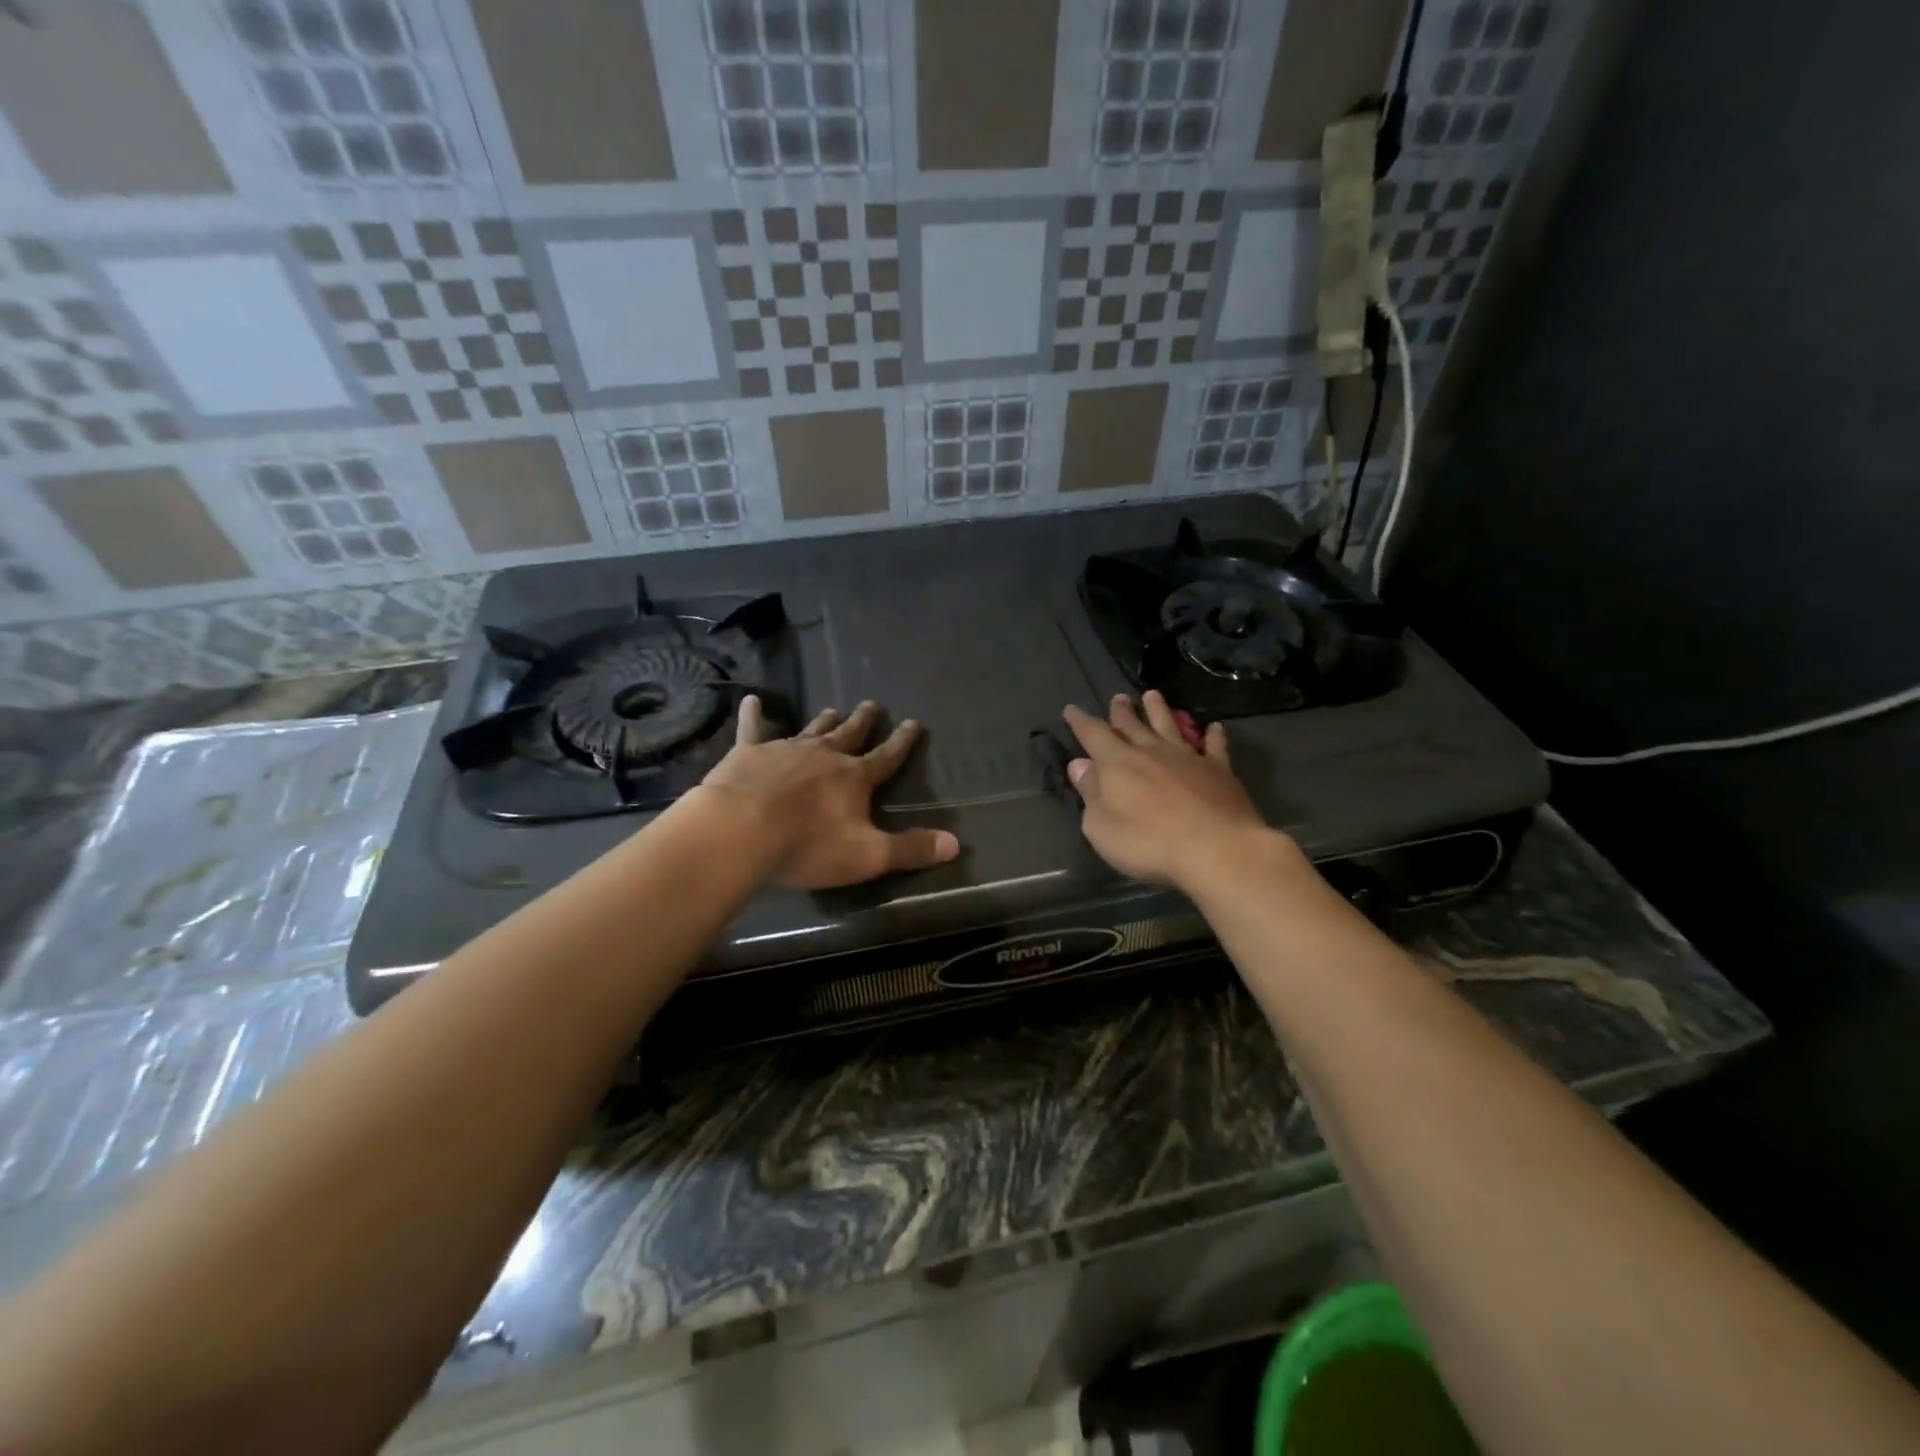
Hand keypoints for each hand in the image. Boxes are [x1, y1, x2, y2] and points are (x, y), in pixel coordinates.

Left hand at [699, 697, 960, 889]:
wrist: (742, 830)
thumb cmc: (808, 845)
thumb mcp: (868, 855)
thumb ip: (910, 849)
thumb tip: (955, 844)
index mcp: (855, 777)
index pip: (887, 756)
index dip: (902, 741)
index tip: (914, 723)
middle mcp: (825, 755)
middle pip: (850, 734)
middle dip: (863, 721)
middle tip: (871, 705)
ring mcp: (786, 750)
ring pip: (812, 729)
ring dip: (824, 721)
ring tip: (833, 709)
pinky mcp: (749, 753)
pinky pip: (753, 729)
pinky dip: (753, 715)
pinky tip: (750, 700)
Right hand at [1062, 691, 1274, 887]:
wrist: (1216, 848)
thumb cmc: (1149, 843)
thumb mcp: (1102, 827)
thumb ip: (1090, 793)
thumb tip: (1079, 765)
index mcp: (1117, 763)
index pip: (1093, 734)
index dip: (1080, 721)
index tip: (1071, 709)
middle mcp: (1150, 752)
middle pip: (1132, 725)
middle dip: (1121, 712)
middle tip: (1118, 698)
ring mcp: (1187, 758)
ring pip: (1169, 726)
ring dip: (1159, 710)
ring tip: (1152, 695)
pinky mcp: (1218, 771)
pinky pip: (1214, 747)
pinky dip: (1213, 736)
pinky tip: (1214, 727)